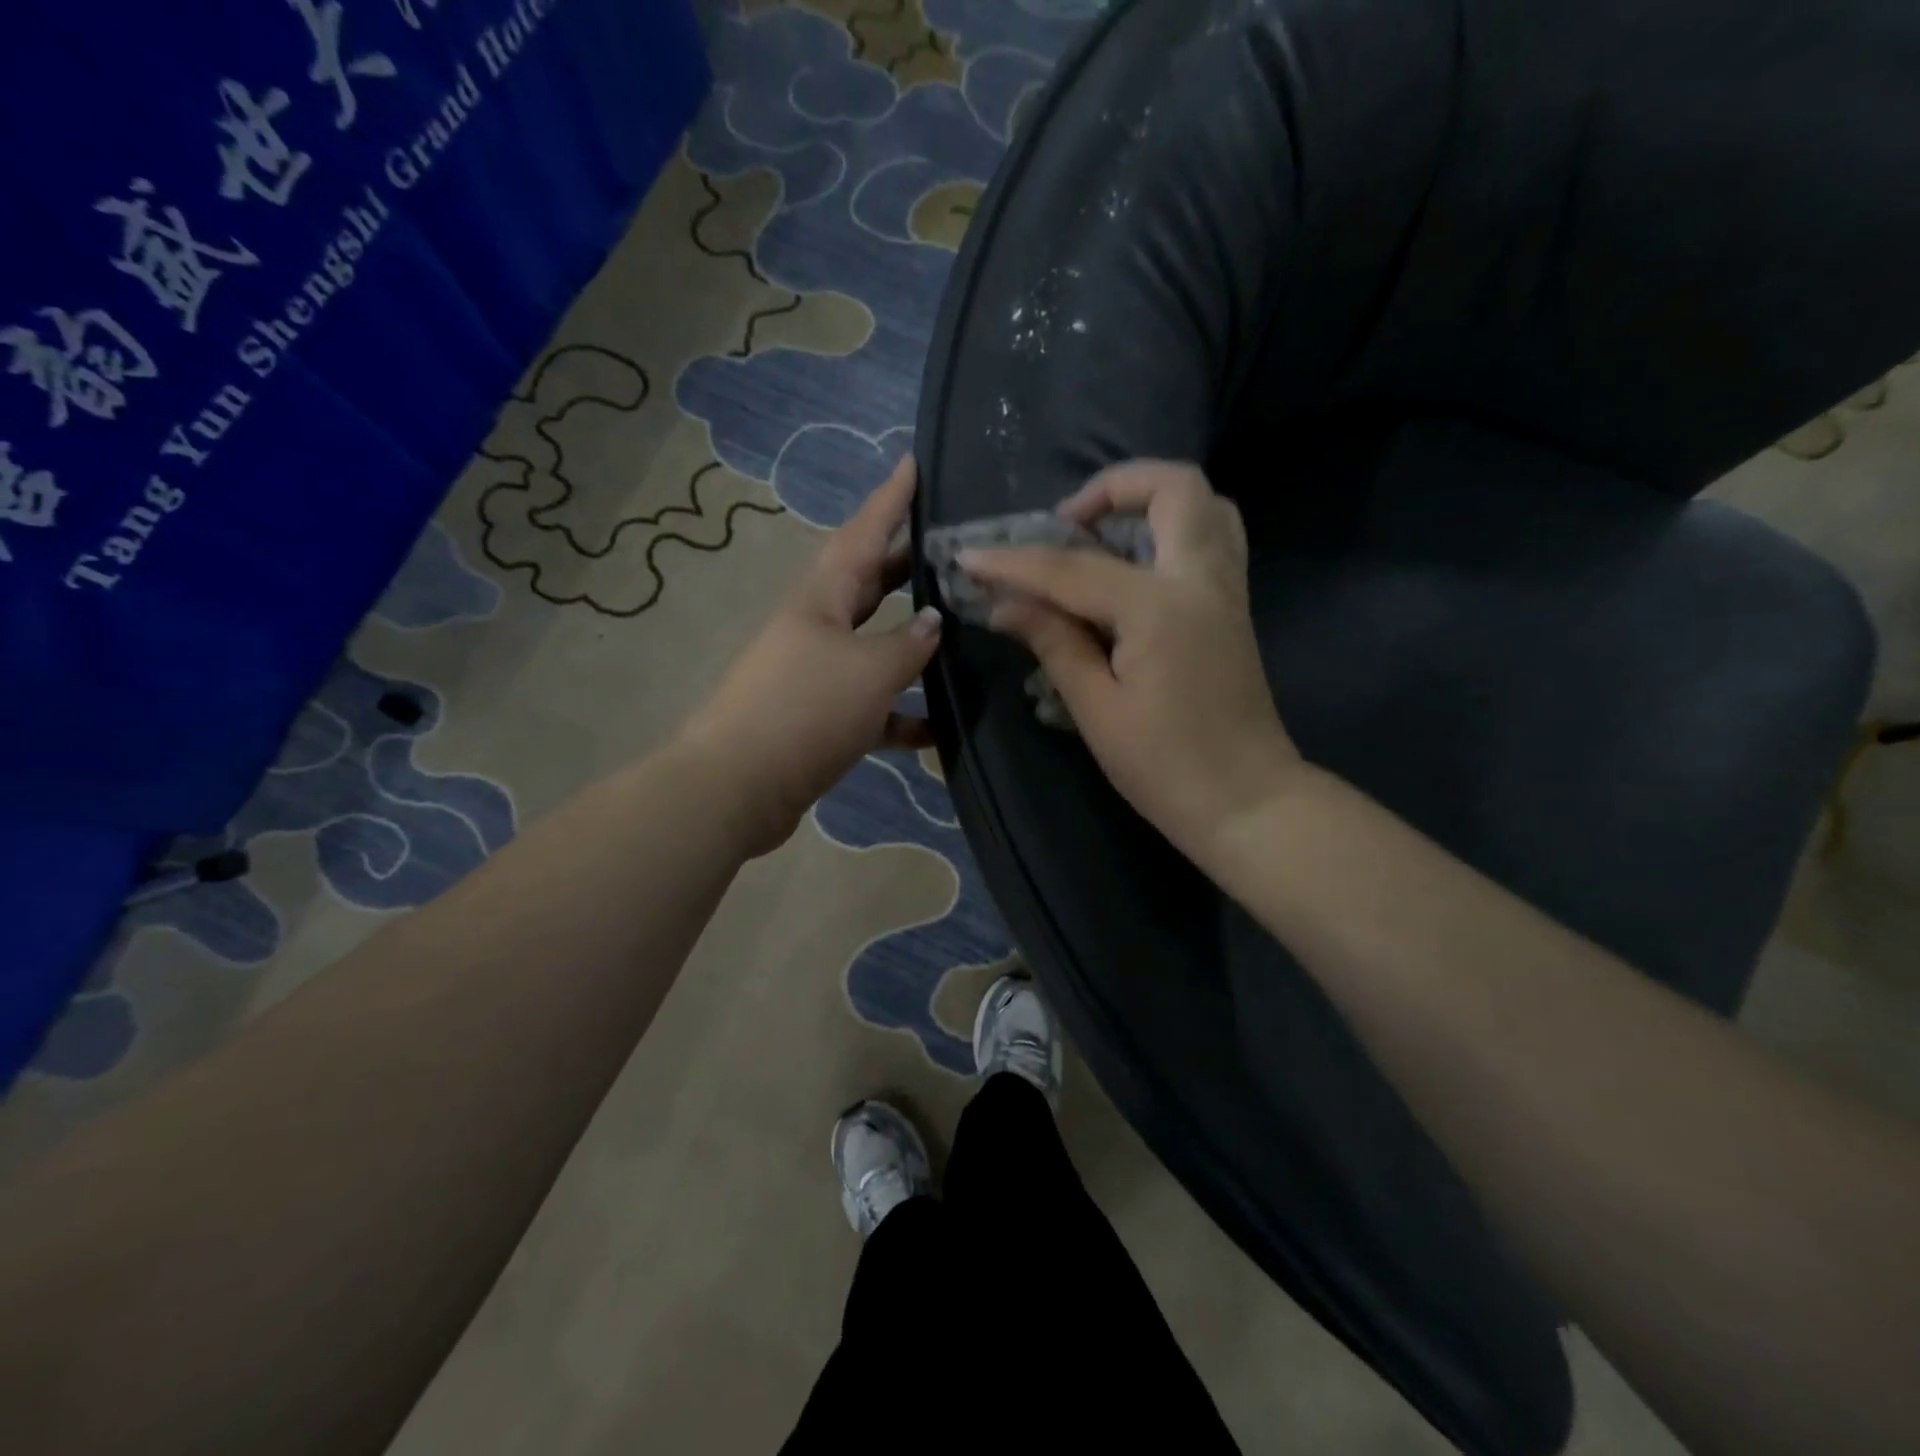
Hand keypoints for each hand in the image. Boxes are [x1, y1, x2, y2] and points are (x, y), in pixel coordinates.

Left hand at [682, 456, 941, 855]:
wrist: (738, 788)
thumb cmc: (803, 711)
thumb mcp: (867, 670)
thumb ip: (908, 644)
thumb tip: (934, 623)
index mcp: (822, 598)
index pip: (863, 533)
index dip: (892, 499)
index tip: (916, 462)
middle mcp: (817, 626)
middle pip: (870, 584)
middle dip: (908, 563)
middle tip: (951, 546)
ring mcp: (817, 673)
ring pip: (876, 645)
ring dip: (913, 642)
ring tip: (961, 630)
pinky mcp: (821, 718)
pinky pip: (872, 706)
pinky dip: (902, 713)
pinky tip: (939, 728)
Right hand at [961, 460, 1302, 863]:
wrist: (1246, 802)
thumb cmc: (1166, 767)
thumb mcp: (1097, 709)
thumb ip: (1054, 643)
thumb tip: (1004, 605)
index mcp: (1160, 609)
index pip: (1073, 569)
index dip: (1015, 563)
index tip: (970, 557)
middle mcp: (1202, 580)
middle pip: (1173, 487)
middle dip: (1111, 488)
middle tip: (1066, 527)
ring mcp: (1226, 590)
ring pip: (1205, 503)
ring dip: (1149, 502)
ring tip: (1100, 537)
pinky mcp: (1232, 607)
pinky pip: (1212, 537)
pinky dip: (1172, 529)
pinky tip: (1132, 566)